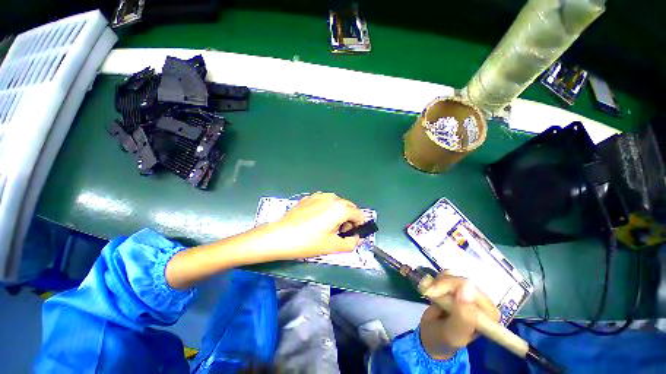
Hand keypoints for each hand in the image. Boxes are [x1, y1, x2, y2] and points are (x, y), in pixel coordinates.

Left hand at [266, 192, 366, 258]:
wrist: (279, 236)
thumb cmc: (307, 242)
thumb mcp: (332, 246)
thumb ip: (351, 243)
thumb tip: (357, 238)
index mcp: (340, 208)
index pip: (359, 215)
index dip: (358, 226)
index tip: (350, 236)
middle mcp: (332, 197)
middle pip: (349, 208)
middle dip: (348, 220)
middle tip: (338, 233)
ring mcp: (320, 195)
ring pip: (337, 204)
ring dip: (338, 214)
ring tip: (327, 227)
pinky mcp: (310, 197)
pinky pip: (325, 202)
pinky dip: (327, 210)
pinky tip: (316, 221)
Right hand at [419, 274, 499, 359]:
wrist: (431, 335)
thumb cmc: (443, 339)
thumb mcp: (453, 333)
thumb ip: (462, 316)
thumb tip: (467, 286)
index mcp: (488, 315)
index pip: (472, 290)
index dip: (451, 287)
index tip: (433, 293)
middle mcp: (481, 302)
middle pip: (461, 281)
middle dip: (441, 285)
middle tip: (428, 294)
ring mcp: (469, 294)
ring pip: (452, 276)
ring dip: (437, 283)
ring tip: (431, 296)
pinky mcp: (458, 288)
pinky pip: (447, 275)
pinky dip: (437, 279)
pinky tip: (434, 290)